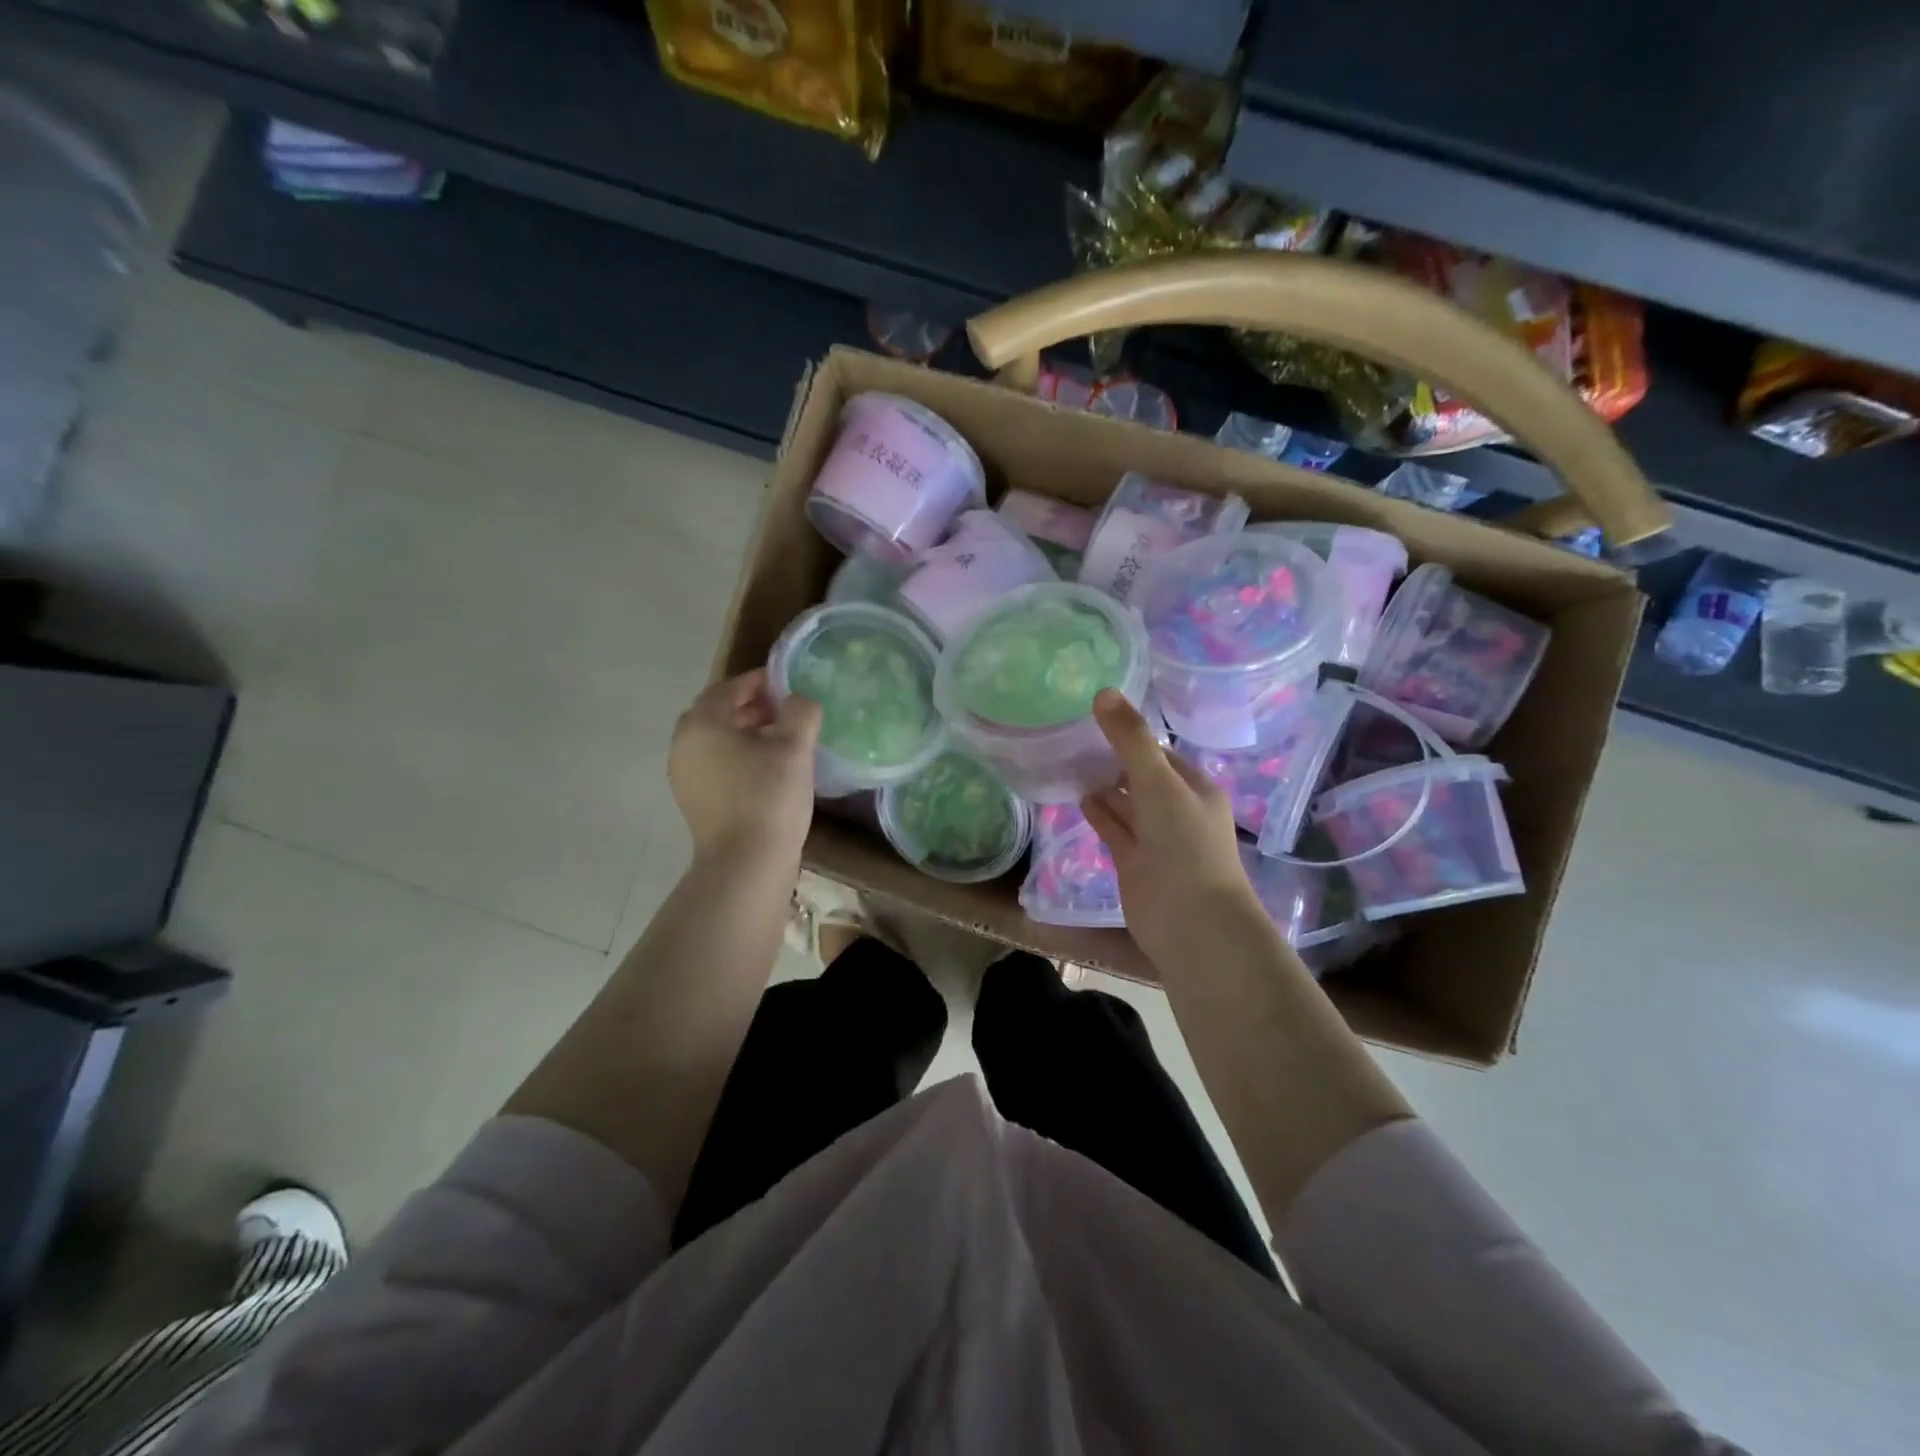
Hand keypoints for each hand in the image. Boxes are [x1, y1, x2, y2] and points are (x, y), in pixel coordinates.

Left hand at [670, 669, 822, 864]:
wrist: (746, 864)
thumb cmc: (769, 796)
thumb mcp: (795, 746)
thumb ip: (800, 711)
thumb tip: (798, 700)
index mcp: (701, 723)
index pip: (729, 688)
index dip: (759, 681)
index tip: (787, 683)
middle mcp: (684, 745)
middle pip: (718, 714)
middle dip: (752, 707)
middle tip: (786, 710)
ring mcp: (684, 776)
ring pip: (717, 742)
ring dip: (747, 733)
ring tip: (782, 740)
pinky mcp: (695, 802)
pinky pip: (717, 766)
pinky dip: (740, 758)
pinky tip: (769, 770)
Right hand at [1081, 689, 1262, 968]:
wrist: (1191, 921)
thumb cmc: (1183, 843)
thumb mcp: (1158, 782)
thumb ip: (1130, 739)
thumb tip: (1103, 692)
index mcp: (1194, 787)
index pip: (1160, 752)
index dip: (1131, 735)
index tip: (1096, 717)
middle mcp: (1177, 810)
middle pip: (1142, 777)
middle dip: (1115, 760)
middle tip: (1074, 736)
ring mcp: (1156, 839)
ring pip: (1127, 804)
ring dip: (1105, 786)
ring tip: (1070, 761)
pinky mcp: (1135, 863)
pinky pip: (1115, 829)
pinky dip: (1100, 813)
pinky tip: (1079, 796)